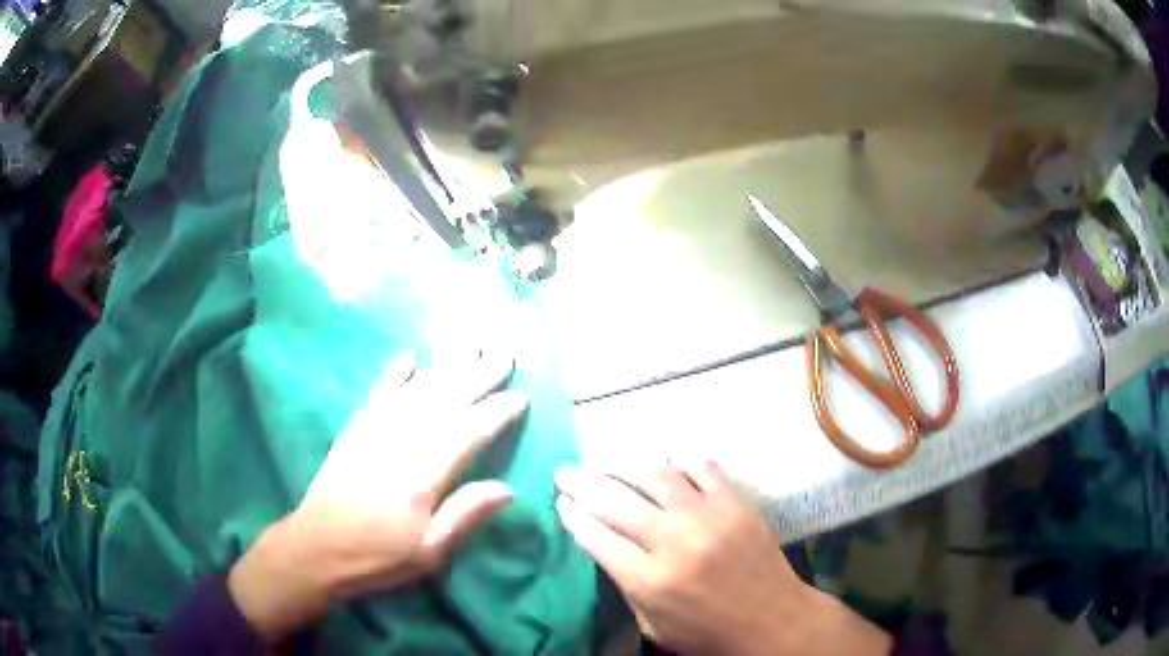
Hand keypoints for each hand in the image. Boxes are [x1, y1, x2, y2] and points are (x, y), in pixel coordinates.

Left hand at [228, 352, 527, 639]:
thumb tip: (507, 487)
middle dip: (479, 377)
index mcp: (422, 475)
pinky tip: (411, 356)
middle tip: (506, 355)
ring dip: (447, 368)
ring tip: (472, 348)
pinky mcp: (355, 429)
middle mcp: (400, 442)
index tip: (520, 396)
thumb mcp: (429, 551)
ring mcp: (374, 431)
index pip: (468, 433)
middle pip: (446, 401)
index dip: (496, 413)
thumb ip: (465, 515)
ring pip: (417, 391)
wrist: (317, 547)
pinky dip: (395, 373)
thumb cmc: (378, 556)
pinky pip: (379, 392)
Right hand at [554, 461, 890, 655]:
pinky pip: (703, 468)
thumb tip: (604, 544)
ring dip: (622, 463)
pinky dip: (679, 460)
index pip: (596, 536)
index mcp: (649, 581)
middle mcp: (674, 542)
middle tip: (565, 471)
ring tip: (604, 459)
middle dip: (582, 482)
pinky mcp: (736, 505)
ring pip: (655, 474)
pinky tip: (664, 460)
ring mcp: (708, 518)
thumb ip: (626, 585)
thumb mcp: (654, 625)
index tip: (560, 501)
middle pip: (615, 501)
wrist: (773, 621)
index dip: (572, 515)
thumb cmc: (708, 633)